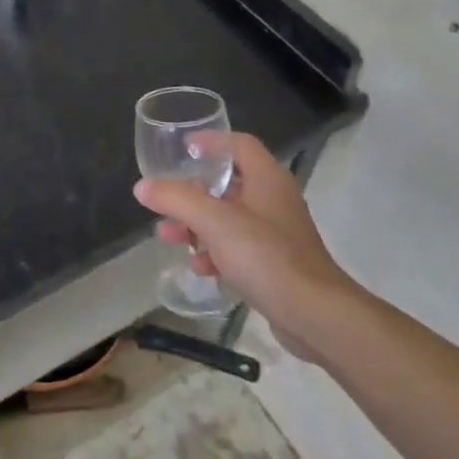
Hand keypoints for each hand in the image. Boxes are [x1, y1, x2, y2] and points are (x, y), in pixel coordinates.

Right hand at [135, 131, 358, 361]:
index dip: (211, 141)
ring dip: (198, 224)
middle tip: (166, 200)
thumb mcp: (214, 222)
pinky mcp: (277, 264)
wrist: (316, 317)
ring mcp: (278, 234)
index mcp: (267, 178)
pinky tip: (198, 266)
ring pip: (230, 218)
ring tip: (170, 237)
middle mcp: (274, 200)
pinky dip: (216, 252)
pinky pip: (239, 248)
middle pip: (229, 183)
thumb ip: (176, 199)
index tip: (182, 149)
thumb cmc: (266, 256)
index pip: (239, 144)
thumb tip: (142, 187)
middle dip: (193, 192)